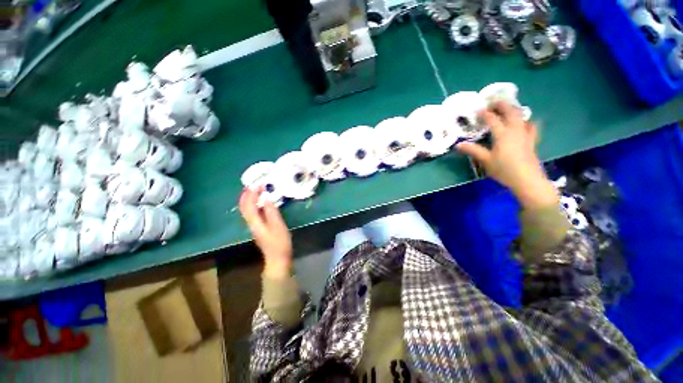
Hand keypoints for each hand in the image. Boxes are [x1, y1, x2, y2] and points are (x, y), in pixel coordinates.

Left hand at [239, 188, 292, 278]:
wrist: (278, 259)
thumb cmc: (280, 243)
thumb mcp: (278, 226)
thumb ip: (271, 211)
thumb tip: (266, 198)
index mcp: (255, 222)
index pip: (248, 204)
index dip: (252, 193)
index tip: (259, 184)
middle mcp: (251, 223)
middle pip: (244, 207)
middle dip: (247, 194)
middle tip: (255, 184)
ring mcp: (254, 226)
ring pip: (247, 209)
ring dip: (249, 198)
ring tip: (257, 190)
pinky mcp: (258, 228)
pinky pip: (252, 212)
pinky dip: (254, 204)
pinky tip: (261, 202)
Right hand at [456, 102, 557, 209]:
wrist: (527, 180)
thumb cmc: (504, 169)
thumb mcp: (486, 160)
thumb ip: (473, 150)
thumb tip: (458, 145)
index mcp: (503, 134)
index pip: (493, 119)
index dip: (485, 113)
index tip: (478, 110)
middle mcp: (515, 131)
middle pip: (511, 112)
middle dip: (502, 105)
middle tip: (494, 102)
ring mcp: (526, 135)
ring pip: (522, 117)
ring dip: (514, 110)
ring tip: (508, 110)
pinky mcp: (531, 141)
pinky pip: (531, 126)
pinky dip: (526, 121)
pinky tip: (524, 123)